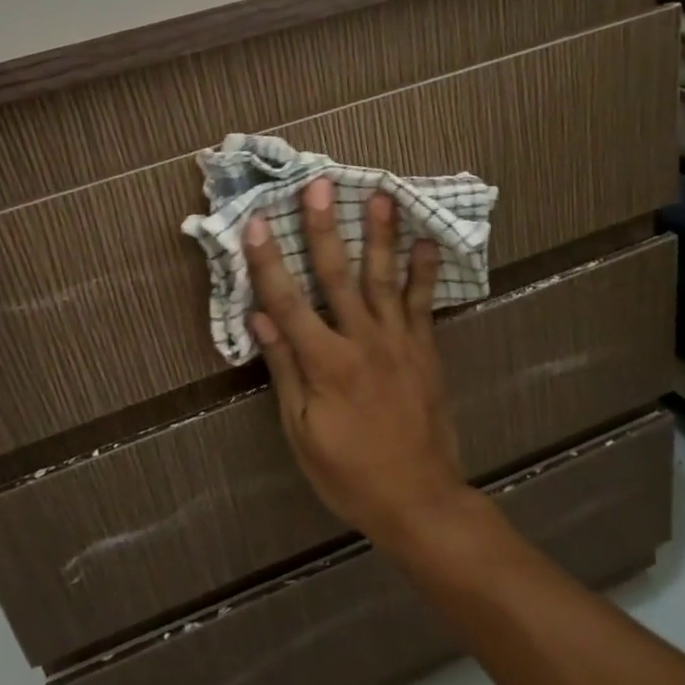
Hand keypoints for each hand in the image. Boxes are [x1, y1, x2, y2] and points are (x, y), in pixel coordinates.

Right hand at [245, 177, 473, 549]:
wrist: (419, 499)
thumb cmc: (349, 473)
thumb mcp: (301, 431)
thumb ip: (285, 368)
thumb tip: (260, 316)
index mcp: (327, 363)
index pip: (288, 301)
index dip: (269, 261)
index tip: (258, 222)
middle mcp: (363, 340)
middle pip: (338, 275)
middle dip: (325, 228)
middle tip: (319, 185)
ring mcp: (399, 341)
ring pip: (385, 278)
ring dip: (380, 234)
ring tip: (379, 194)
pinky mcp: (425, 349)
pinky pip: (423, 302)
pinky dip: (424, 271)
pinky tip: (426, 241)